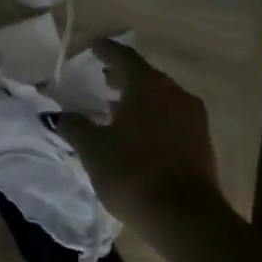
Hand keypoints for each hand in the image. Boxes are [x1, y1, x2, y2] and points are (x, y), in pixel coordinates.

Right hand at [61, 39, 224, 233]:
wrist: (184, 215)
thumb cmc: (133, 172)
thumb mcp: (93, 149)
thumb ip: (75, 127)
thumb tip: (61, 115)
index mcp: (148, 87)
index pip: (124, 58)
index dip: (106, 51)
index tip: (93, 46)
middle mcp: (175, 95)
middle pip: (146, 77)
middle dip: (123, 76)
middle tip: (102, 77)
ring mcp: (193, 119)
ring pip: (161, 98)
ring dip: (138, 99)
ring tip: (115, 108)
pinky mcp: (200, 142)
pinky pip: (171, 118)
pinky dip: (152, 117)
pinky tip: (136, 133)